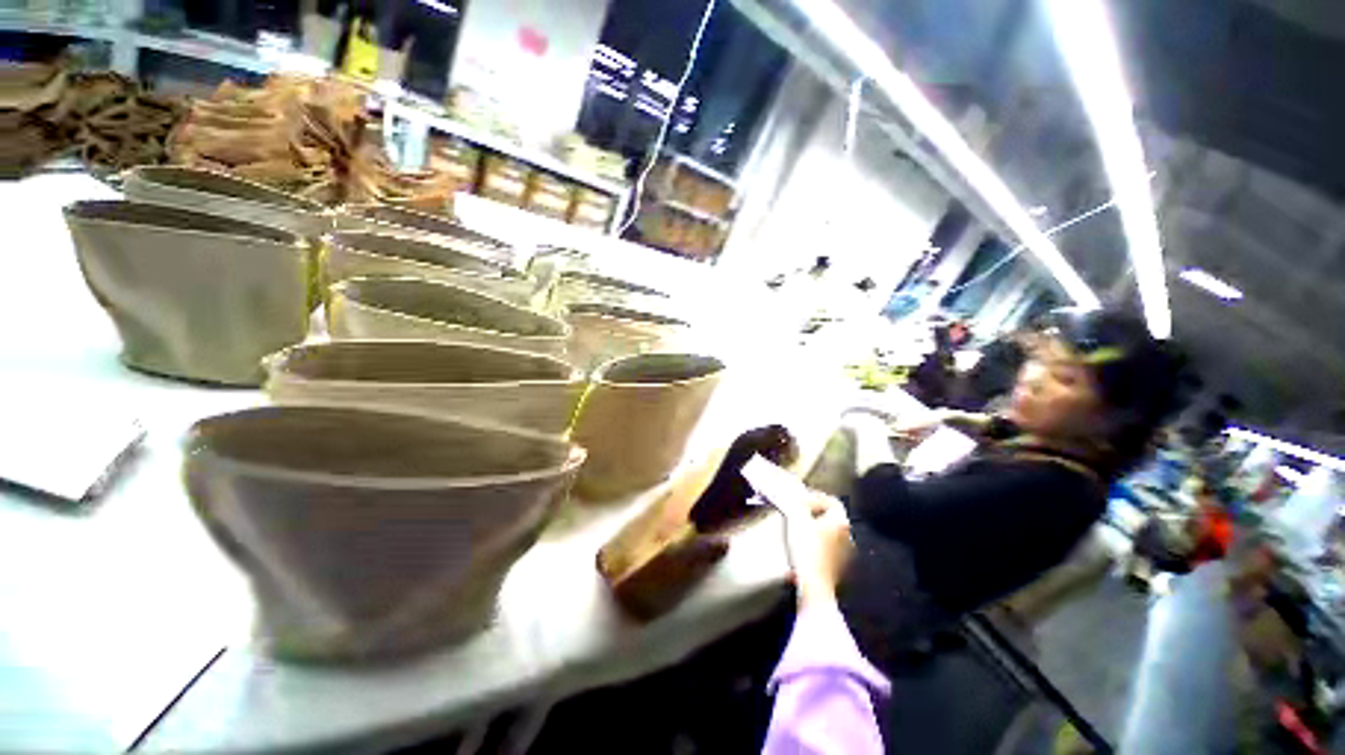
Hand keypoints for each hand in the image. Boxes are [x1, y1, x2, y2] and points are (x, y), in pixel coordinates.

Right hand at [784, 493, 854, 606]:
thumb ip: (798, 504)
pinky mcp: (839, 566)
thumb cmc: (806, 549)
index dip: (816, 497)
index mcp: (840, 522)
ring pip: (829, 532)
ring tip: (798, 530)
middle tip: (798, 513)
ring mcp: (845, 552)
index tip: (801, 500)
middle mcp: (847, 535)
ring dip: (815, 528)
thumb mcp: (797, 520)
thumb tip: (797, 494)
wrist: (814, 585)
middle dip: (814, 513)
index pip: (832, 501)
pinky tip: (803, 547)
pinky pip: (828, 547)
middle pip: (831, 516)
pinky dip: (817, 543)